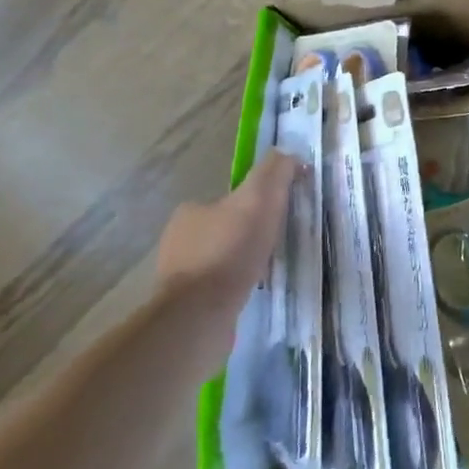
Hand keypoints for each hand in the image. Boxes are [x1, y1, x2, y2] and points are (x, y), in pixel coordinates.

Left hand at [157, 152, 302, 310]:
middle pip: (227, 228)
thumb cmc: (230, 251)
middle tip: (281, 243)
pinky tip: (254, 291)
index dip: (258, 204)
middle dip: (251, 234)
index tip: (281, 216)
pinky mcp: (187, 304)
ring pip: (222, 259)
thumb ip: (274, 172)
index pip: (230, 199)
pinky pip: (219, 287)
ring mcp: (180, 275)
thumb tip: (289, 154)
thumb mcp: (260, 198)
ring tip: (272, 269)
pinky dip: (237, 286)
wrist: (200, 314)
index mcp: (191, 212)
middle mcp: (179, 240)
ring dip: (244, 262)